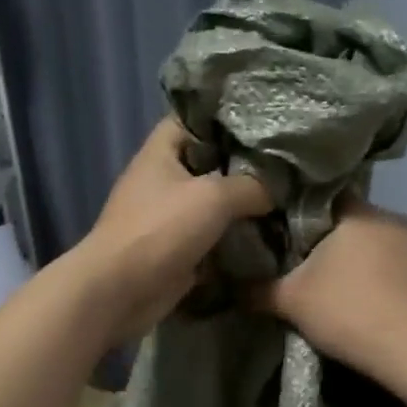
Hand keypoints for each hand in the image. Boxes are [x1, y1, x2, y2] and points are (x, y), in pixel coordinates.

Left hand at [68, 118, 271, 344]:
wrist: (121, 291)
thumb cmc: (161, 229)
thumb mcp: (213, 196)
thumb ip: (251, 186)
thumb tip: (277, 189)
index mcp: (161, 152)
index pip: (192, 119)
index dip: (224, 116)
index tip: (263, 122)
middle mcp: (162, 179)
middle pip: (207, 162)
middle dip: (243, 165)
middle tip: (285, 165)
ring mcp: (167, 217)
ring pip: (211, 203)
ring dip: (241, 206)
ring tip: (285, 199)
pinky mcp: (176, 249)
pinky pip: (211, 237)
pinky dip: (233, 239)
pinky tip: (268, 235)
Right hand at [251, 201, 406, 380]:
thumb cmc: (345, 311)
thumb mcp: (290, 302)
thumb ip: (259, 290)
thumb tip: (231, 286)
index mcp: (358, 215)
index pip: (330, 199)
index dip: (311, 217)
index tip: (298, 240)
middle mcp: (396, 220)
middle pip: (362, 224)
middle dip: (344, 243)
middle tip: (323, 272)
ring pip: (390, 247)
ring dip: (375, 263)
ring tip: (358, 294)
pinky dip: (400, 284)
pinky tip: (389, 309)